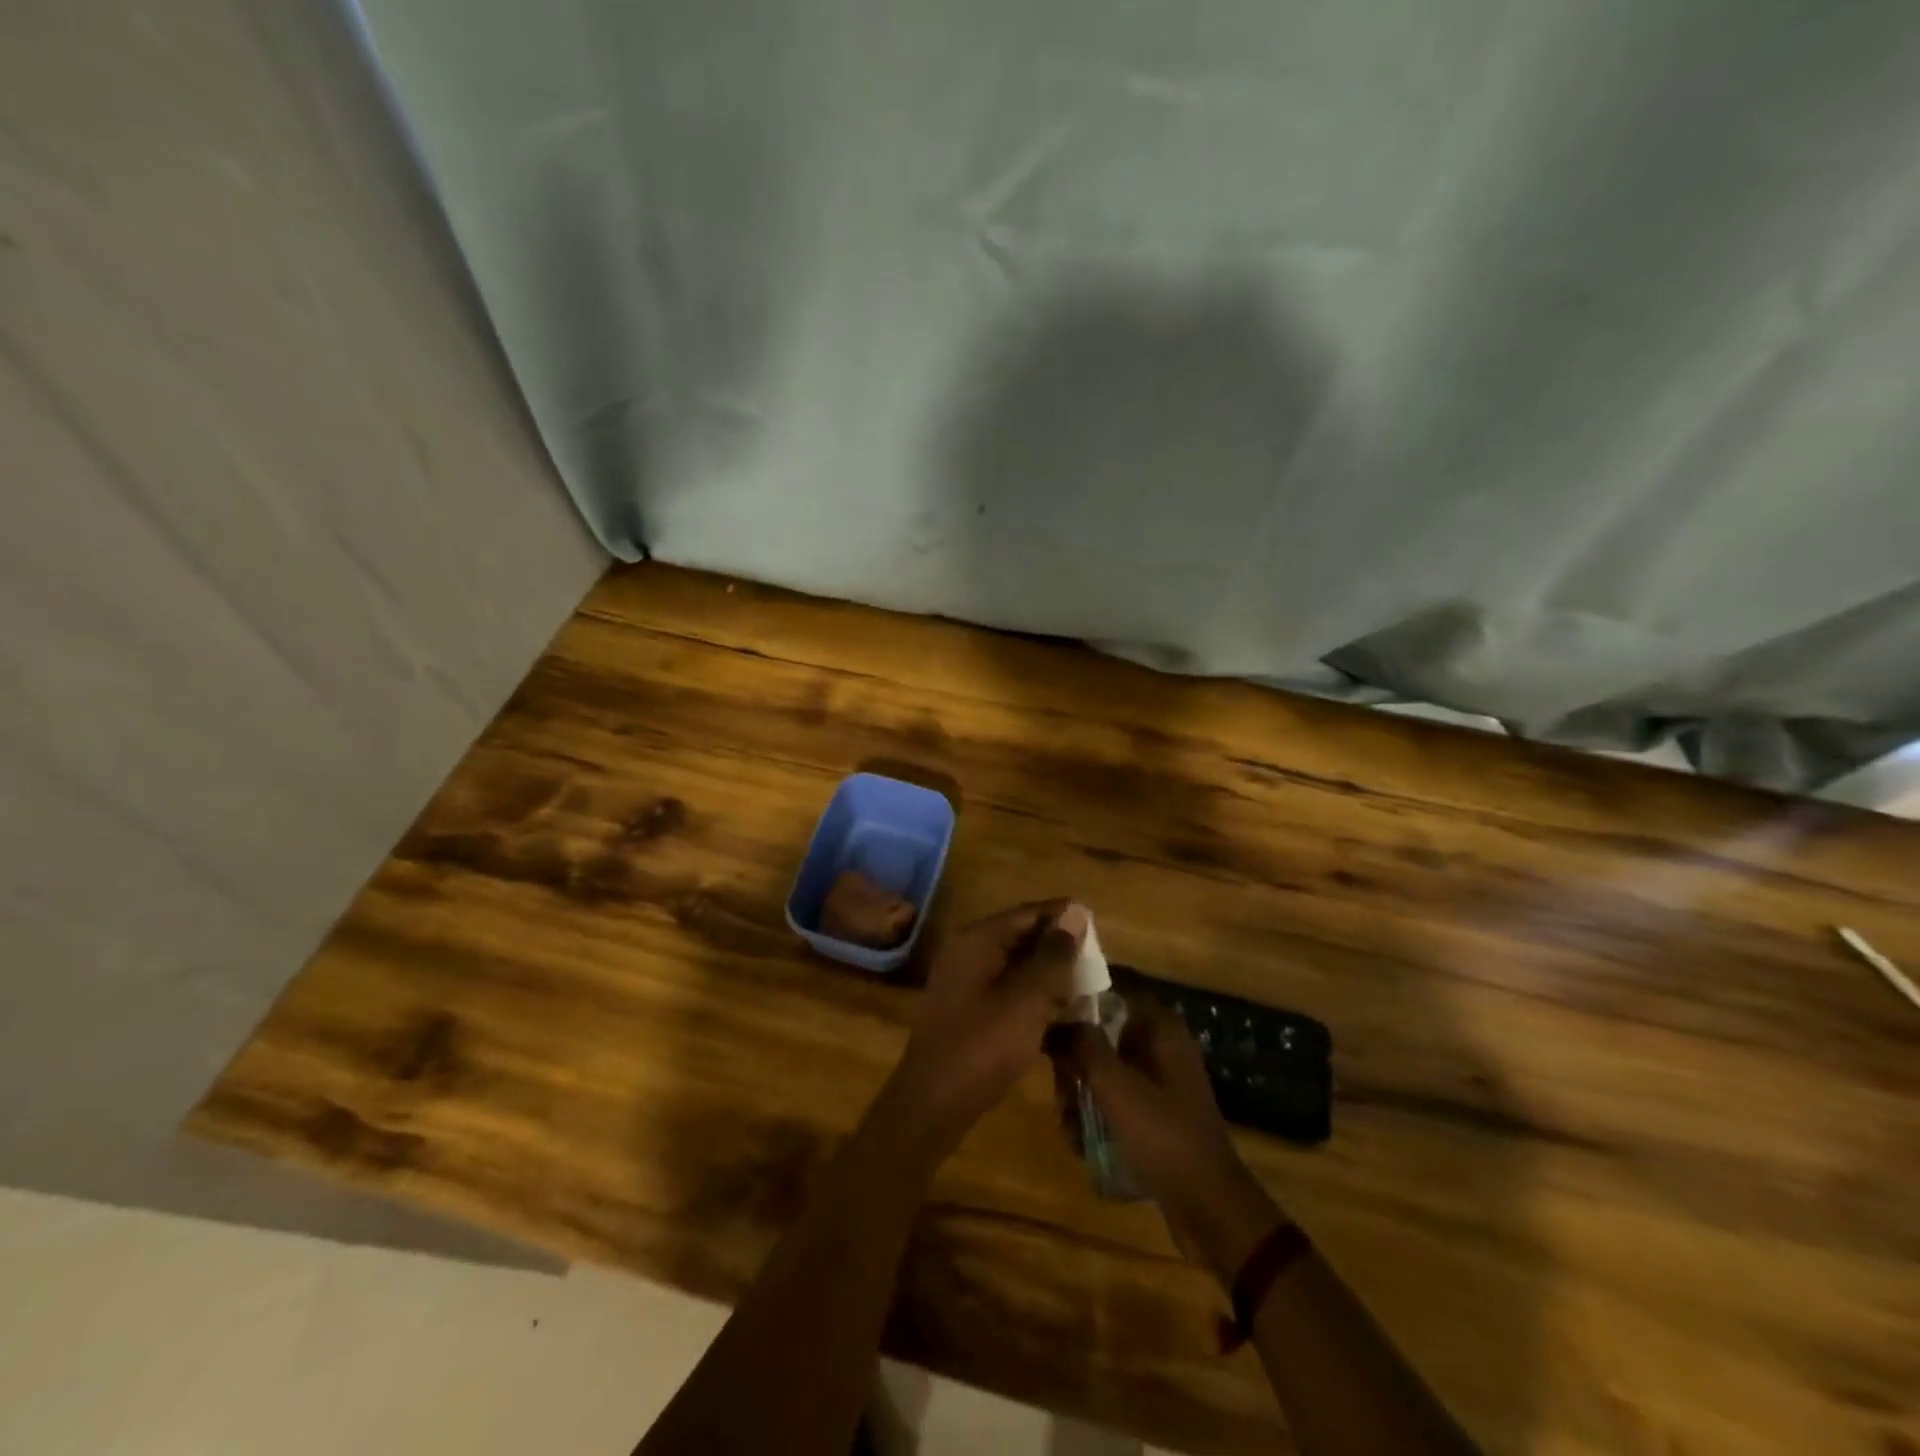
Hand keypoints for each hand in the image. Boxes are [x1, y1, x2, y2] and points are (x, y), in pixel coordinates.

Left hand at [886, 900, 1087, 1159]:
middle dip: (1058, 948)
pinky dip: (1032, 996)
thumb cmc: (983, 1045)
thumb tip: (1076, 911)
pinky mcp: (967, 1008)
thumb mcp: (1028, 999)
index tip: (1099, 927)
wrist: (934, 1103)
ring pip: (1015, 965)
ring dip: (1048, 975)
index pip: (1028, 913)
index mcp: (978, 939)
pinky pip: (1006, 989)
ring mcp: (964, 981)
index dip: (1064, 917)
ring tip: (1086, 987)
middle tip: (1098, 962)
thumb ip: (1054, 955)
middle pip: (1021, 936)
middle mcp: (967, 951)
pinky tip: (1059, 1014)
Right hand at [1050, 1002, 1286, 1286]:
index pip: (1112, 992)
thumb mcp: (1115, 1086)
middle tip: (1061, 1091)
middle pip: (1102, 1034)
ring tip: (1070, 1124)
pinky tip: (1082, 1141)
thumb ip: (1082, 1046)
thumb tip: (1054, 1022)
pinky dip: (1098, 1115)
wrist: (1209, 1207)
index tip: (1049, 1023)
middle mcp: (1161, 1046)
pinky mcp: (1156, 1113)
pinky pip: (1116, 1100)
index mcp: (1160, 1028)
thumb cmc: (1163, 1135)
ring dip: (1081, 1094)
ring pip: (1105, 1070)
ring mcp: (1160, 1081)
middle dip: (1075, 1063)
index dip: (1078, 1001)